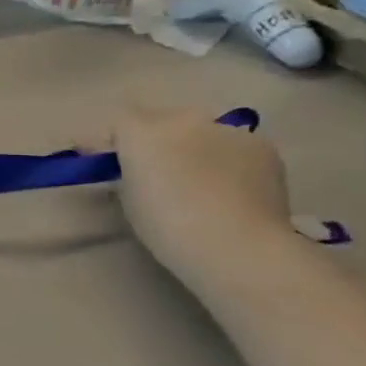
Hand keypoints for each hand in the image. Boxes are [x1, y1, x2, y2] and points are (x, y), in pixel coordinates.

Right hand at [113, 107, 292, 283]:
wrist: (238, 246)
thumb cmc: (167, 226)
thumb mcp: (129, 198)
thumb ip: (127, 172)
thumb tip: (132, 167)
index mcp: (142, 131)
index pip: (117, 123)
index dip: (110, 140)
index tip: (103, 160)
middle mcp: (183, 119)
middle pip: (161, 120)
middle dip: (154, 139)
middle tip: (155, 170)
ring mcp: (226, 130)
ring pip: (200, 132)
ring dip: (193, 147)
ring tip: (198, 180)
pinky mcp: (262, 146)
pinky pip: (233, 146)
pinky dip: (226, 160)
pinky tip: (230, 187)